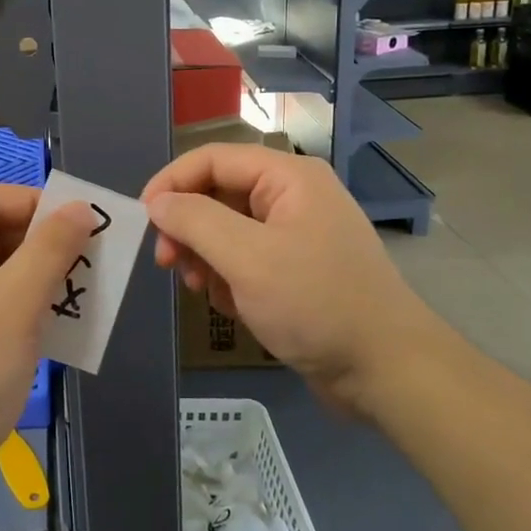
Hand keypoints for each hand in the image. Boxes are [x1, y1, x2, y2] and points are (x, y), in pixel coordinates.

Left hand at [0, 185, 93, 512]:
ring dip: (32, 278)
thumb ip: (50, 250)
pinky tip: (49, 326)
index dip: (38, 204)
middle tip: (88, 261)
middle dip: (39, 244)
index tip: (83, 223)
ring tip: (76, 293)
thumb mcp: (15, 305)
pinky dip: (15, 307)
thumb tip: (78, 207)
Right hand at [142, 145, 440, 417]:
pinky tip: (229, 304)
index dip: (171, 182)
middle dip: (188, 226)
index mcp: (287, 178)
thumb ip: (195, 221)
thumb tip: (157, 201)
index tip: (142, 219)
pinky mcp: (295, 269)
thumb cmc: (316, 304)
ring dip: (204, 256)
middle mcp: (291, 196)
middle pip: (217, 193)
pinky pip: (244, 258)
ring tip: (199, 289)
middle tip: (167, 262)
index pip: (212, 159)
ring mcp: (295, 234)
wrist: (387, 371)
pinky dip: (227, 277)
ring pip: (226, 229)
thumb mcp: (247, 258)